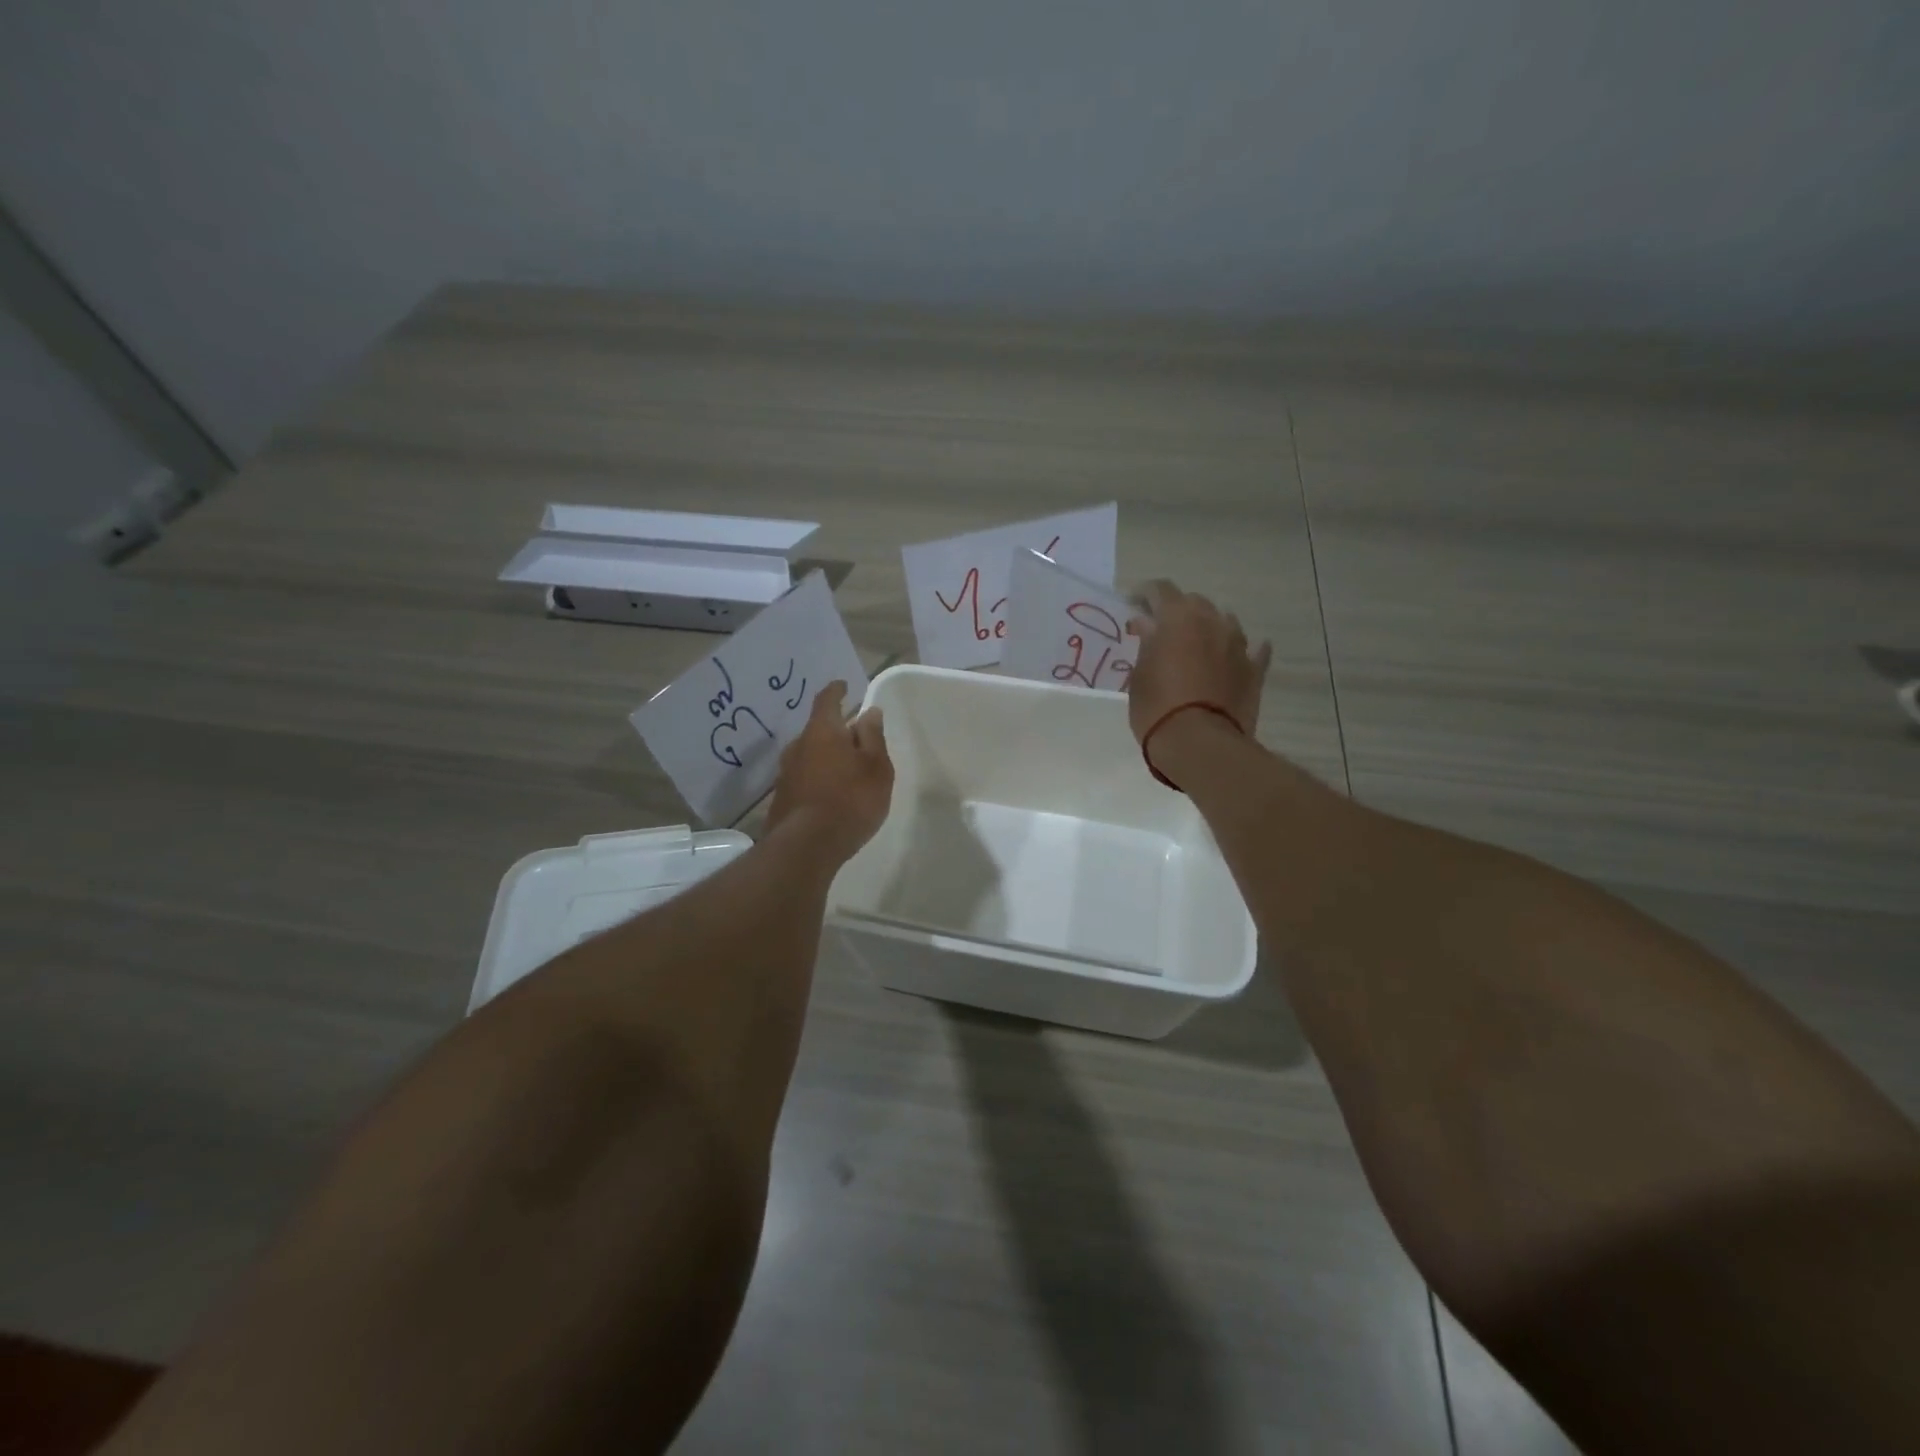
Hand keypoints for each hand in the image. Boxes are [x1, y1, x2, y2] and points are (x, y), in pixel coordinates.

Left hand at [765, 681, 893, 860]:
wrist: (806, 846)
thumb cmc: (851, 799)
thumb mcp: (876, 767)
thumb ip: (872, 737)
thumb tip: (869, 711)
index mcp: (822, 731)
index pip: (827, 700)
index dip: (836, 691)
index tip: (844, 685)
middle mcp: (798, 746)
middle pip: (818, 729)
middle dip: (835, 730)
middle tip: (854, 737)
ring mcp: (786, 773)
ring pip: (809, 755)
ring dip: (825, 756)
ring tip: (844, 768)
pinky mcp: (782, 799)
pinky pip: (804, 778)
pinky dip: (818, 778)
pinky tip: (830, 794)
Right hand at [1125, 581, 1271, 745]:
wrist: (1201, 745)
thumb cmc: (1157, 708)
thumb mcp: (1139, 676)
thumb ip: (1146, 644)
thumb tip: (1147, 625)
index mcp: (1178, 618)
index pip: (1160, 590)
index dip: (1144, 593)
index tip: (1132, 604)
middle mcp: (1212, 622)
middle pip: (1194, 602)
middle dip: (1176, 610)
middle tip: (1160, 629)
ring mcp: (1238, 645)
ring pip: (1224, 622)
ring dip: (1208, 627)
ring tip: (1195, 644)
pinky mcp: (1254, 671)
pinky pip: (1252, 651)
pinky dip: (1239, 651)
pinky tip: (1236, 656)